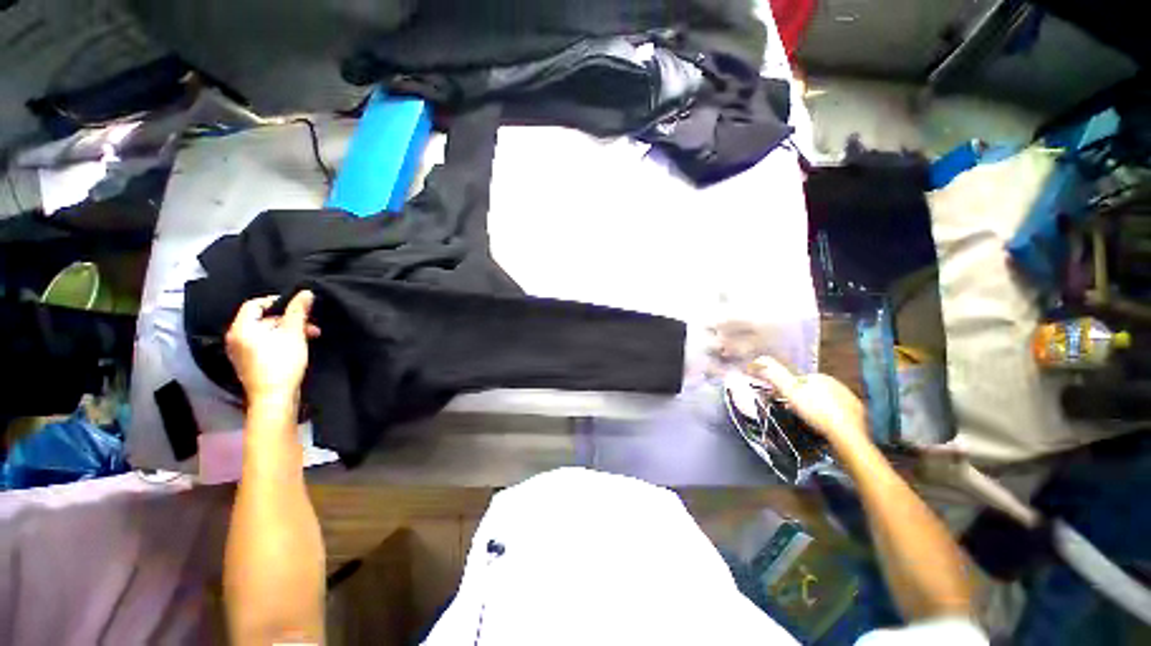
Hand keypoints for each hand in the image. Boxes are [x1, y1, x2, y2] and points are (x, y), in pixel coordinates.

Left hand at [226, 291, 319, 404]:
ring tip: (310, 336)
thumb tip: (306, 292)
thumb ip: (298, 311)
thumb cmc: (282, 362)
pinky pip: (264, 344)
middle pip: (262, 319)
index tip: (299, 305)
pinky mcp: (250, 363)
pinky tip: (298, 346)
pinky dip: (281, 341)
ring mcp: (241, 352)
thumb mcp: (294, 333)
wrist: (274, 397)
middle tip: (311, 324)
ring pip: (266, 332)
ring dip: (289, 331)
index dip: (278, 301)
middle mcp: (236, 338)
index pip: (255, 304)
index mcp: (241, 328)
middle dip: (289, 319)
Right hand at [747, 356, 870, 449]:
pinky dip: (832, 417)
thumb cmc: (817, 411)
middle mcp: (838, 384)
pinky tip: (825, 425)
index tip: (784, 399)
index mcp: (820, 377)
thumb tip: (758, 360)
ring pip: (828, 401)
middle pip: (814, 390)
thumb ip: (774, 375)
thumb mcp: (789, 391)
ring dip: (818, 407)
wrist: (846, 434)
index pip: (800, 379)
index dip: (790, 389)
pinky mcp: (858, 414)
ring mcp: (850, 399)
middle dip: (804, 397)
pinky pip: (840, 413)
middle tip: (795, 411)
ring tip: (809, 420)